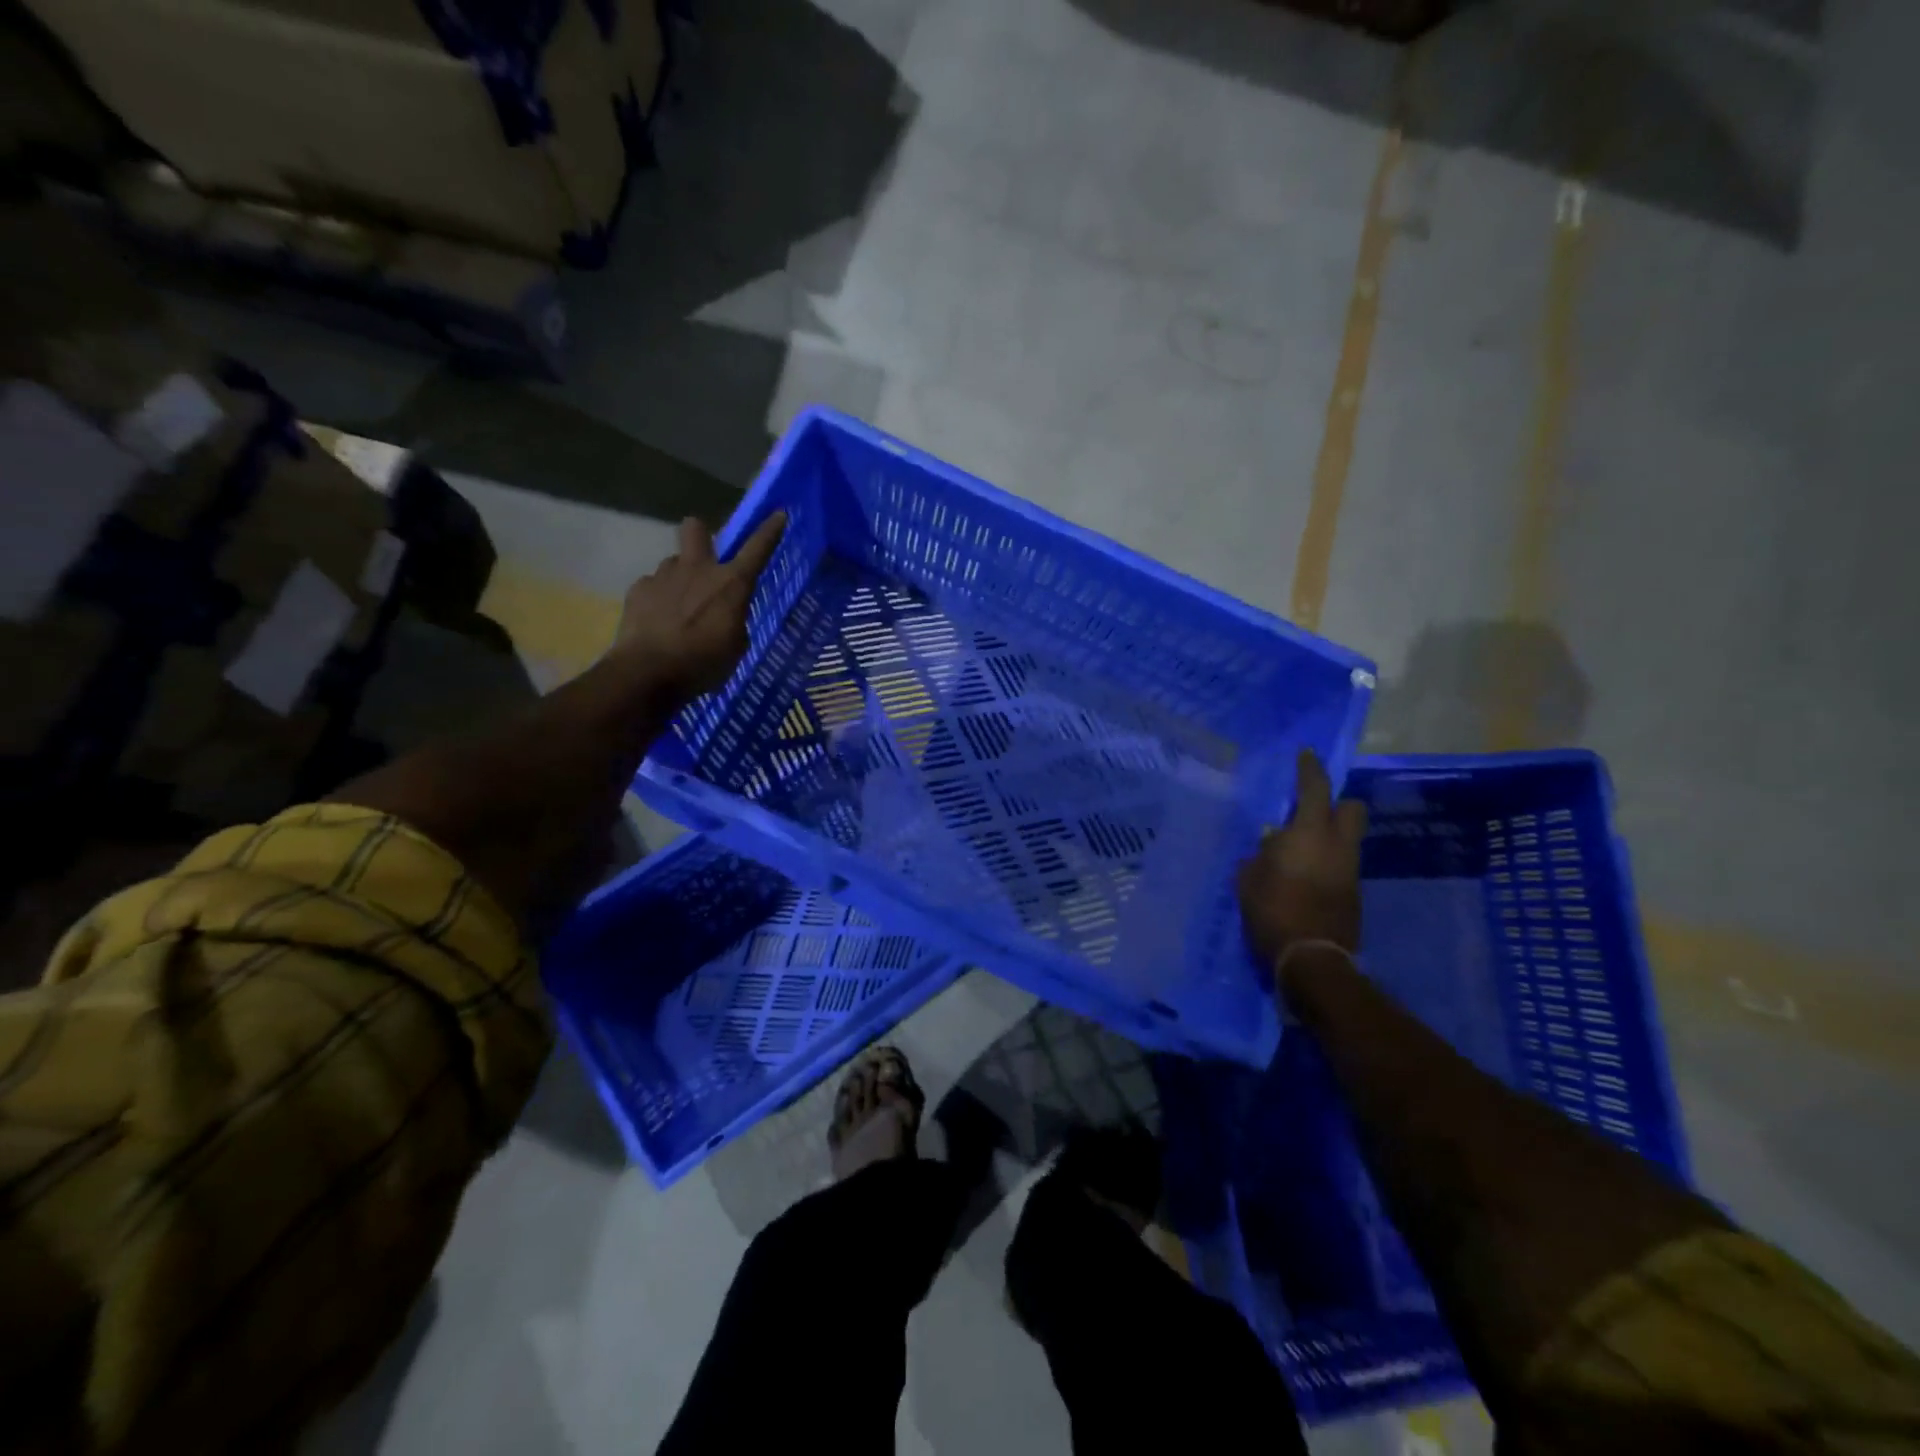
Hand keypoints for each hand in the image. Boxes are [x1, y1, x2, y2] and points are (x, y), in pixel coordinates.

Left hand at [611, 513, 785, 697]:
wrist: (648, 673)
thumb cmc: (703, 664)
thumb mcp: (736, 648)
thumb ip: (734, 622)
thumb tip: (725, 614)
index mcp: (731, 584)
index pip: (757, 549)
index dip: (769, 530)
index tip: (778, 514)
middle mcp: (697, 569)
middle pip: (696, 528)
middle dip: (701, 536)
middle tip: (704, 559)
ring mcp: (663, 576)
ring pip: (673, 563)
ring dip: (679, 578)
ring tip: (678, 609)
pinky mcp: (638, 590)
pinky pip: (652, 586)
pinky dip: (657, 600)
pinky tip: (657, 622)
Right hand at [1236, 749, 1367, 965]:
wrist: (1311, 959)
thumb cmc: (1273, 911)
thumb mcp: (1249, 879)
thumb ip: (1260, 855)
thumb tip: (1270, 843)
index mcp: (1310, 834)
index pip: (1316, 789)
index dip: (1310, 769)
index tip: (1305, 755)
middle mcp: (1338, 846)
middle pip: (1352, 809)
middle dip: (1336, 804)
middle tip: (1310, 810)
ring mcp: (1350, 871)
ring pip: (1348, 838)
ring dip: (1329, 835)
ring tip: (1299, 849)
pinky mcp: (1353, 894)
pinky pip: (1342, 864)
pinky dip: (1327, 861)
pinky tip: (1304, 876)